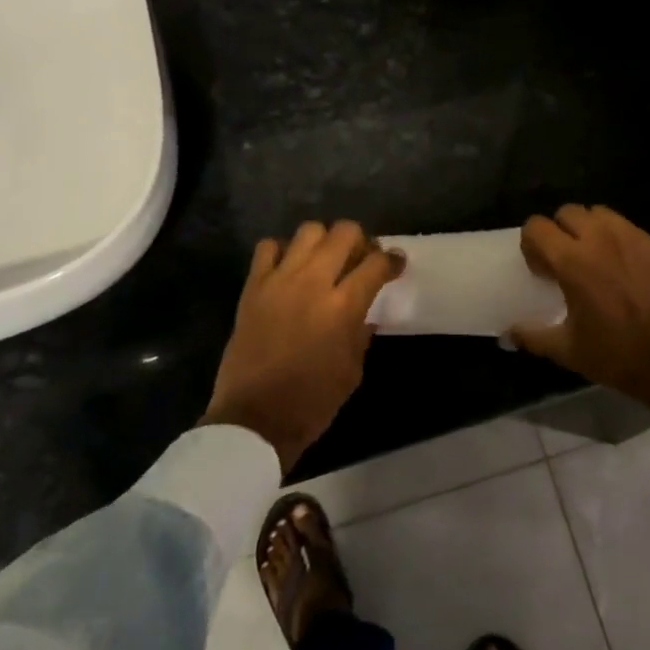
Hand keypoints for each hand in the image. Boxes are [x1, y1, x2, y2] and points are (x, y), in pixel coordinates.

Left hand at [201, 221, 405, 471]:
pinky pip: (268, 247)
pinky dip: (283, 251)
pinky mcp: (253, 287)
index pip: (376, 264)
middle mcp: (313, 283)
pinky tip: (289, 268)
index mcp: (343, 307)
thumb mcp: (352, 370)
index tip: (396, 263)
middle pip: (344, 233)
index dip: (393, 260)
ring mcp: (279, 280)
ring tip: (325, 260)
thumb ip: (361, 332)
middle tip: (361, 258)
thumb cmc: (313, 401)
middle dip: (361, 241)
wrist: (255, 419)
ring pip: (309, 230)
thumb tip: (365, 312)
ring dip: (324, 241)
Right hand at [509, 205, 649, 417]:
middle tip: (566, 261)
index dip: (532, 244)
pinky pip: (629, 229)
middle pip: (568, 212)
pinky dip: (618, 240)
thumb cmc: (618, 356)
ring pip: (600, 214)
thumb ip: (532, 335)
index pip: (536, 226)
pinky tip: (625, 269)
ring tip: (595, 259)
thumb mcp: (568, 351)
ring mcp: (634, 239)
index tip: (541, 269)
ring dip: (590, 229)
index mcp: (572, 261)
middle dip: (560, 232)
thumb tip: (507, 333)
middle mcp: (601, 239)